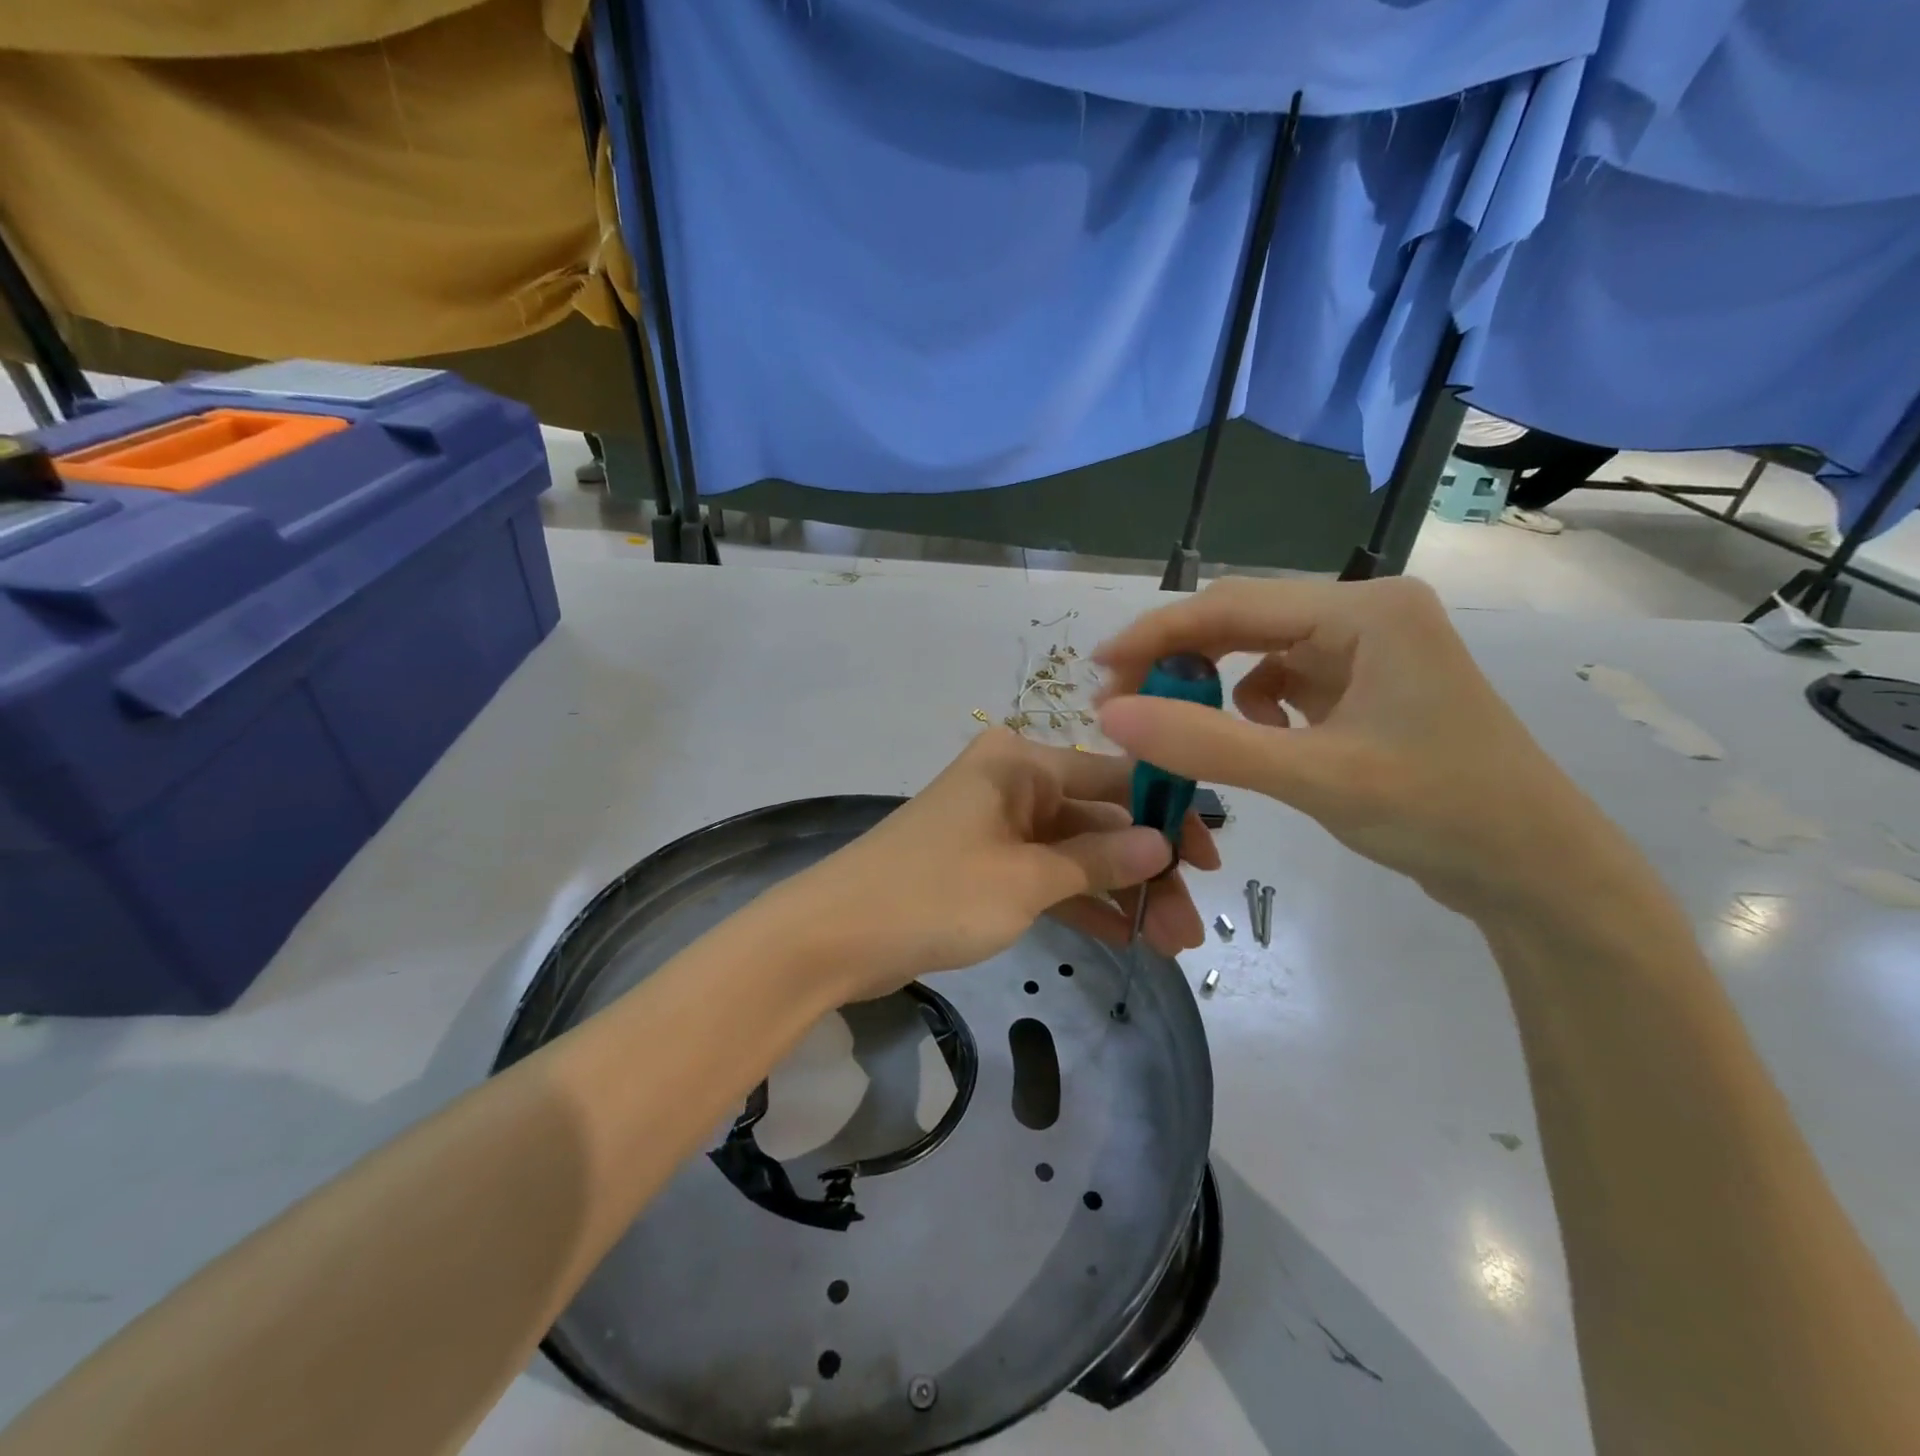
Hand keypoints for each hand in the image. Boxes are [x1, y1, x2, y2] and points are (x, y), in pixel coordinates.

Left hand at [772, 729, 1216, 1001]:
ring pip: (1076, 854)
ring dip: (1119, 895)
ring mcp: (999, 827)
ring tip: (1172, 943)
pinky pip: (1047, 877)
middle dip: (1144, 871)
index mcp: (1020, 762)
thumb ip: (1096, 861)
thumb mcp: (1025, 879)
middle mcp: (1013, 783)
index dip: (1165, 815)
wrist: (835, 936)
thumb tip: (1162, 843)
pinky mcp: (985, 867)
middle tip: (1189, 925)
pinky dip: (1081, 904)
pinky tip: (1127, 938)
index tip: (1209, 860)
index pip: (1113, 777)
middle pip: (1097, 821)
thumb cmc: (933, 894)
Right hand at [1094, 577, 1629, 920]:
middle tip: (1119, 702)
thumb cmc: (1438, 814)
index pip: (1234, 605)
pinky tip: (1254, 737)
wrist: (1535, 872)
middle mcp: (1366, 613)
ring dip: (1209, 682)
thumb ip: (1206, 743)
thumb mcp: (1312, 777)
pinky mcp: (1365, 685)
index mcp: (1366, 610)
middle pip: (1244, 620)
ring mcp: (1368, 649)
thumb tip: (1110, 715)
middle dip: (1177, 659)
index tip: (1097, 668)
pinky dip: (1250, 704)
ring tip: (1171, 720)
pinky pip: (1283, 679)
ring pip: (1258, 650)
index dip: (1157, 634)